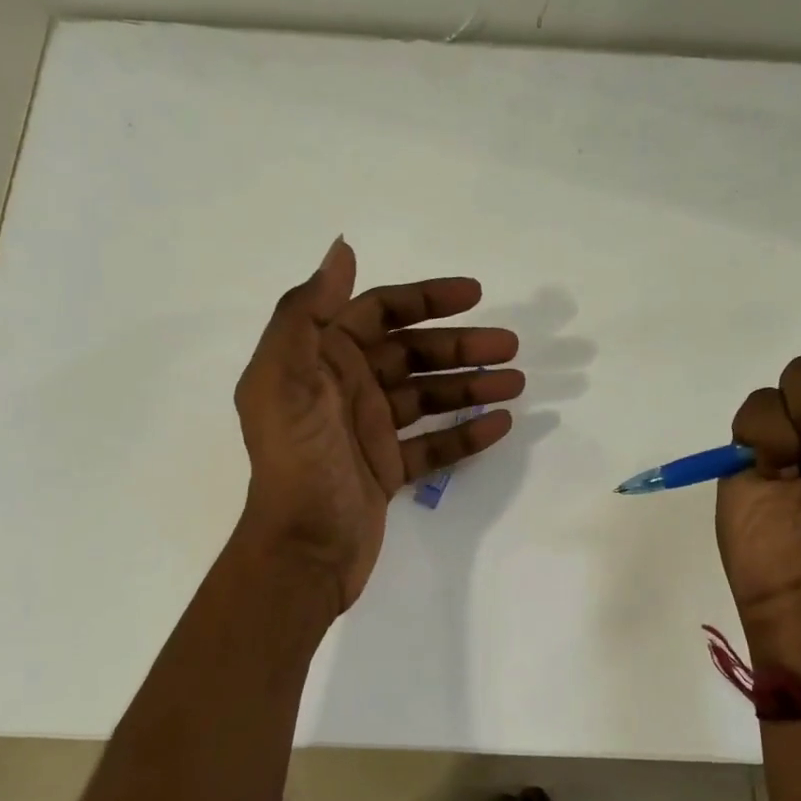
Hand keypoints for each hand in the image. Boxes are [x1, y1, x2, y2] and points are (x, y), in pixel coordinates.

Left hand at [234, 238, 523, 609]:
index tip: (474, 295)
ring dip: (469, 386)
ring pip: (426, 397)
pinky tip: (500, 425)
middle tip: (510, 346)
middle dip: (459, 346)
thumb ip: (307, 313)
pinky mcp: (385, 469)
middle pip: (411, 354)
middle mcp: (343, 389)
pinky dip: (463, 434)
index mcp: (319, 360)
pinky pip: (431, 444)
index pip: (377, 313)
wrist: (302, 551)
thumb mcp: (285, 380)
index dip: (424, 299)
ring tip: (516, 384)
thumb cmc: (298, 462)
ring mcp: (366, 431)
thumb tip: (342, 250)